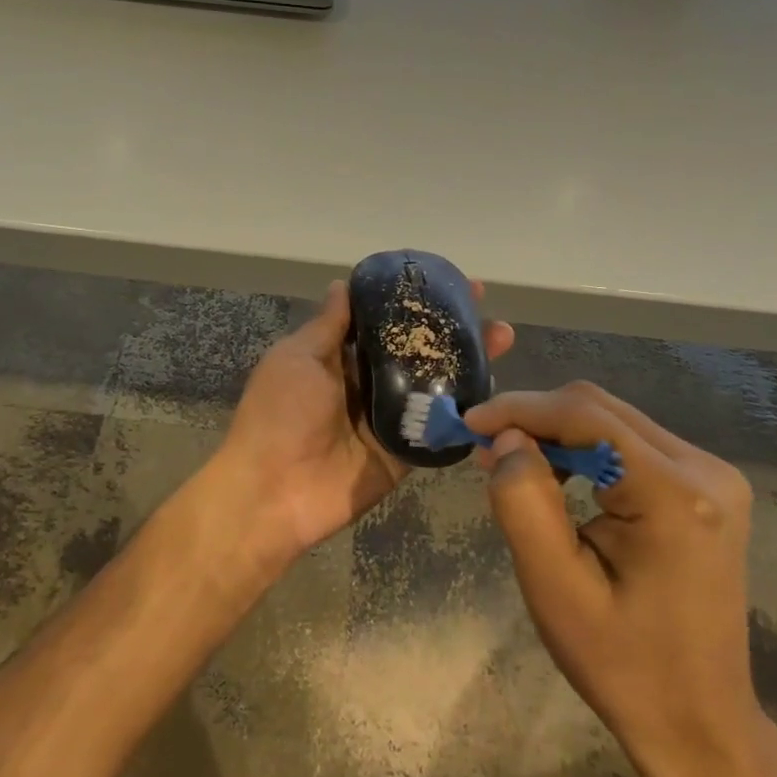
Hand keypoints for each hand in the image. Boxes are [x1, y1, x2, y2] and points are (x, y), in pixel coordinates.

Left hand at [217, 279, 513, 573]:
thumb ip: (328, 326)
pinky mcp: (404, 453)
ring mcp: (388, 419)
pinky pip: (436, 428)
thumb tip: (342, 284)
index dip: (413, 302)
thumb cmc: (280, 414)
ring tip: (502, 338)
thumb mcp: (297, 358)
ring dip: (467, 364)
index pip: (383, 322)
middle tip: (488, 311)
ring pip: (433, 385)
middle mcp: (367, 384)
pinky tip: (496, 389)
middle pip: (416, 352)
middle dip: (451, 331)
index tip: (447, 282)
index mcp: (339, 358)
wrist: (273, 493)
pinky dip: (463, 411)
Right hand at [464, 382, 765, 776]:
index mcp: (676, 496)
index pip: (586, 416)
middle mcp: (705, 470)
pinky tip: (560, 478)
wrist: (698, 721)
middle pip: (600, 410)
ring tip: (515, 467)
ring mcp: (713, 476)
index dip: (520, 408)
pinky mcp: (706, 488)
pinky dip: (585, 450)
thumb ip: (524, 503)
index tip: (468, 424)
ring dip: (558, 433)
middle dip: (535, 419)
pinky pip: (630, 443)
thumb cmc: (622, 665)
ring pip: (613, 420)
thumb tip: (508, 438)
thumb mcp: (555, 590)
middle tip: (486, 451)